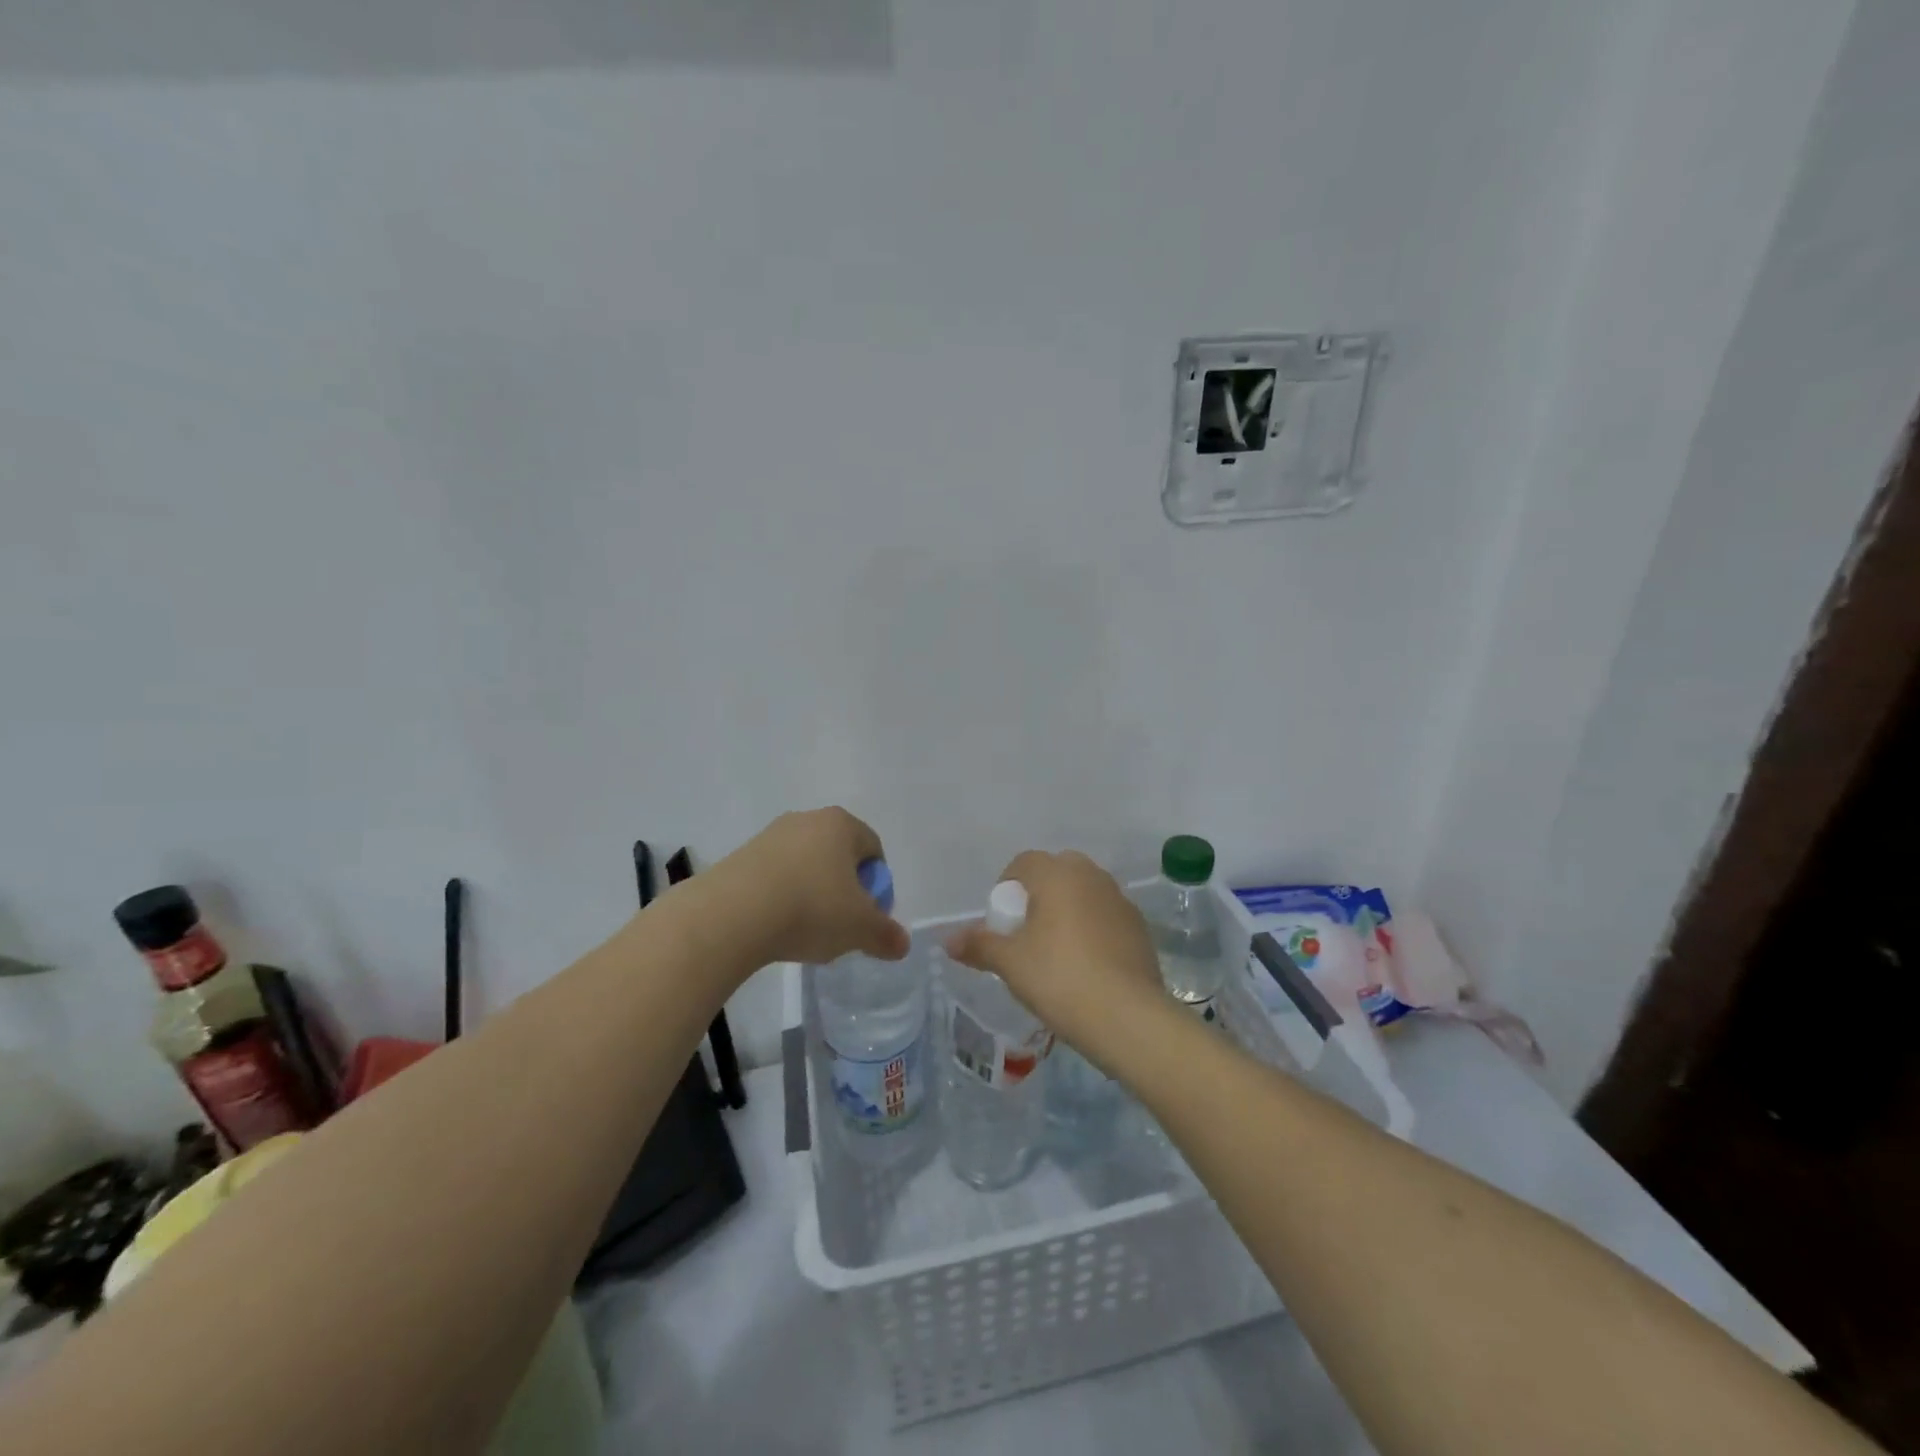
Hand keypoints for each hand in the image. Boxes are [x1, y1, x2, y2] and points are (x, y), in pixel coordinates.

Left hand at [705, 808, 910, 968]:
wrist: (731, 915)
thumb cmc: (811, 909)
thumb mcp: (859, 928)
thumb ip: (886, 935)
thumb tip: (902, 944)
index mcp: (841, 825)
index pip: (873, 849)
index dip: (877, 885)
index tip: (868, 916)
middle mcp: (807, 820)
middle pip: (838, 856)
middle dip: (844, 889)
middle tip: (841, 925)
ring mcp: (770, 835)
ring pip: (805, 866)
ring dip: (811, 894)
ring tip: (805, 930)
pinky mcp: (741, 856)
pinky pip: (775, 876)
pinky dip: (781, 898)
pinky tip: (775, 926)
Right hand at [945, 850, 1169, 1066]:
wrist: (1128, 1017)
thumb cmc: (1059, 978)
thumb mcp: (1010, 963)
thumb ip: (979, 945)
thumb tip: (948, 941)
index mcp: (1058, 874)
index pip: (1024, 862)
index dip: (1007, 888)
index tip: (1003, 923)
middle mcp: (1091, 876)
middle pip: (1056, 873)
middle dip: (1039, 896)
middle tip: (1027, 936)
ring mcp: (1120, 900)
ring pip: (1084, 894)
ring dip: (1068, 912)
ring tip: (1057, 955)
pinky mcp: (1139, 927)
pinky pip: (1106, 917)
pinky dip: (1093, 931)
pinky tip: (1087, 968)